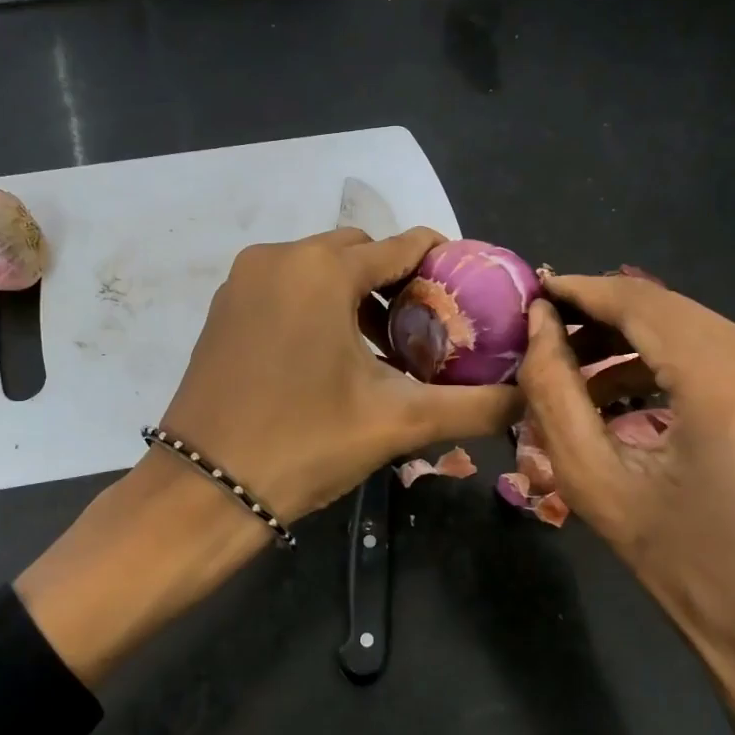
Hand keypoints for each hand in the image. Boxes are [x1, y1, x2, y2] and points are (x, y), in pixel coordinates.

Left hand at [162, 227, 522, 523]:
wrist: (204, 489)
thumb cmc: (303, 443)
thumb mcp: (397, 421)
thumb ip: (474, 406)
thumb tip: (530, 398)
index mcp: (322, 268)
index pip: (404, 245)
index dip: (445, 265)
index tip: (471, 296)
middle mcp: (279, 257)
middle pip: (360, 252)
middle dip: (398, 283)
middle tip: (428, 331)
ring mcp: (243, 281)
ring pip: (320, 269)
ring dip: (356, 296)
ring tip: (387, 348)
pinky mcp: (224, 308)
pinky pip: (286, 288)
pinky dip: (317, 306)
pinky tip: (335, 355)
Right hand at [518, 272, 734, 734]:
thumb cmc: (682, 569)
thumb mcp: (596, 483)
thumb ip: (554, 393)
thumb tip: (540, 325)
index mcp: (731, 389)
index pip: (643, 304)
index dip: (584, 290)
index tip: (537, 288)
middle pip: (672, 311)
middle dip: (604, 318)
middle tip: (548, 336)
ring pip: (697, 329)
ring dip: (635, 343)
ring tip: (580, 375)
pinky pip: (724, 353)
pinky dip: (672, 362)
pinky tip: (632, 393)